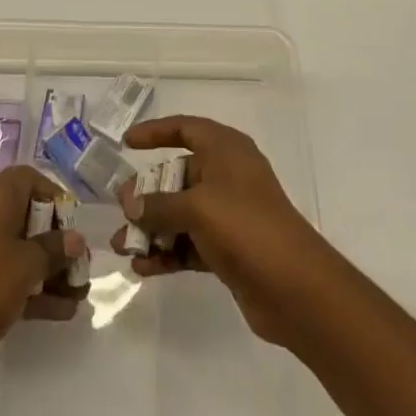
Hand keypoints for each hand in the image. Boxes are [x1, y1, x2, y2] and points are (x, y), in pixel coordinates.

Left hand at [0, 164, 87, 402]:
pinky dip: (30, 289)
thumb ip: (53, 250)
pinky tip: (61, 312)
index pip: (28, 180)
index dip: (55, 197)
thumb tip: (75, 239)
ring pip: (17, 251)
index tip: (74, 225)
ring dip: (48, 271)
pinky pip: (5, 276)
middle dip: (56, 243)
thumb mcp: (25, 266)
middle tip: (80, 266)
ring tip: (79, 296)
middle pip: (25, 217)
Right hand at [114, 116, 330, 348]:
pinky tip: (142, 268)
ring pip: (181, 212)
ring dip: (152, 228)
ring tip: (121, 246)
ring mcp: (229, 213)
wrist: (295, 287)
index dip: (156, 131)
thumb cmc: (246, 227)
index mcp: (226, 150)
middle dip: (147, 192)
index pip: (186, 128)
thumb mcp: (197, 208)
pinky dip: (168, 252)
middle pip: (179, 174)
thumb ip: (159, 205)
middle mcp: (227, 175)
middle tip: (120, 208)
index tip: (127, 143)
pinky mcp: (229, 248)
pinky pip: (189, 243)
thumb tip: (130, 203)